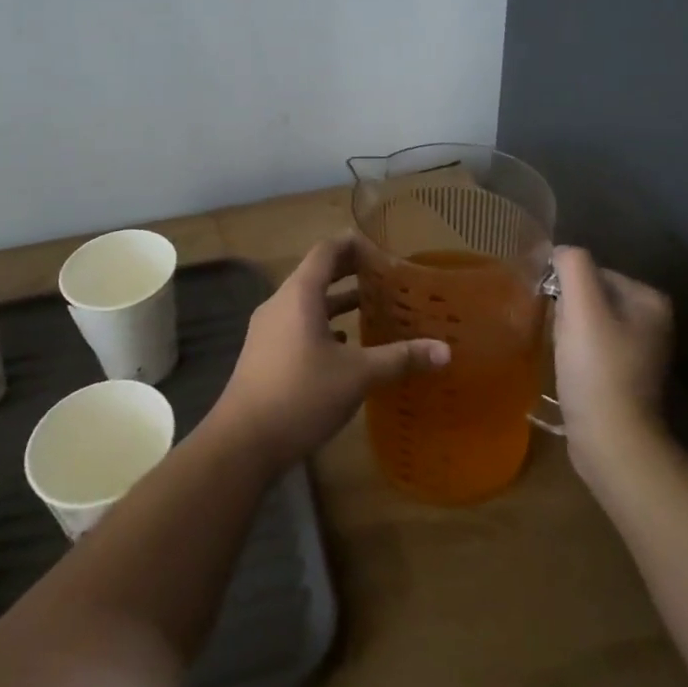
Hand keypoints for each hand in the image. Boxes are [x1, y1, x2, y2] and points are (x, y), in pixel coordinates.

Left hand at [208, 236, 449, 471]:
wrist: (242, 442)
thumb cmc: (301, 395)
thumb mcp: (357, 375)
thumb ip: (400, 358)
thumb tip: (445, 351)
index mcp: (300, 295)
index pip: (326, 251)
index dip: (353, 244)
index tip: (381, 248)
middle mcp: (280, 303)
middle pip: (316, 274)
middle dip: (349, 272)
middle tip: (384, 275)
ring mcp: (268, 329)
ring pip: (307, 303)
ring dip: (336, 301)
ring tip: (371, 308)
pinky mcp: (264, 354)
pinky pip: (297, 325)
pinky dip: (322, 325)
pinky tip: (344, 345)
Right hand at [552, 246, 674, 487]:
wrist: (612, 439)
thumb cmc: (597, 368)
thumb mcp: (582, 306)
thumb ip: (572, 266)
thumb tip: (561, 252)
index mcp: (650, 299)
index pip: (593, 272)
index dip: (567, 288)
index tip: (558, 313)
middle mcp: (654, 321)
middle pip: (591, 297)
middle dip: (569, 311)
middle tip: (560, 336)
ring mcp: (642, 351)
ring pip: (589, 323)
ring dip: (569, 333)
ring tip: (564, 356)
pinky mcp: (626, 377)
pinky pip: (593, 349)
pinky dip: (576, 355)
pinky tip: (570, 372)